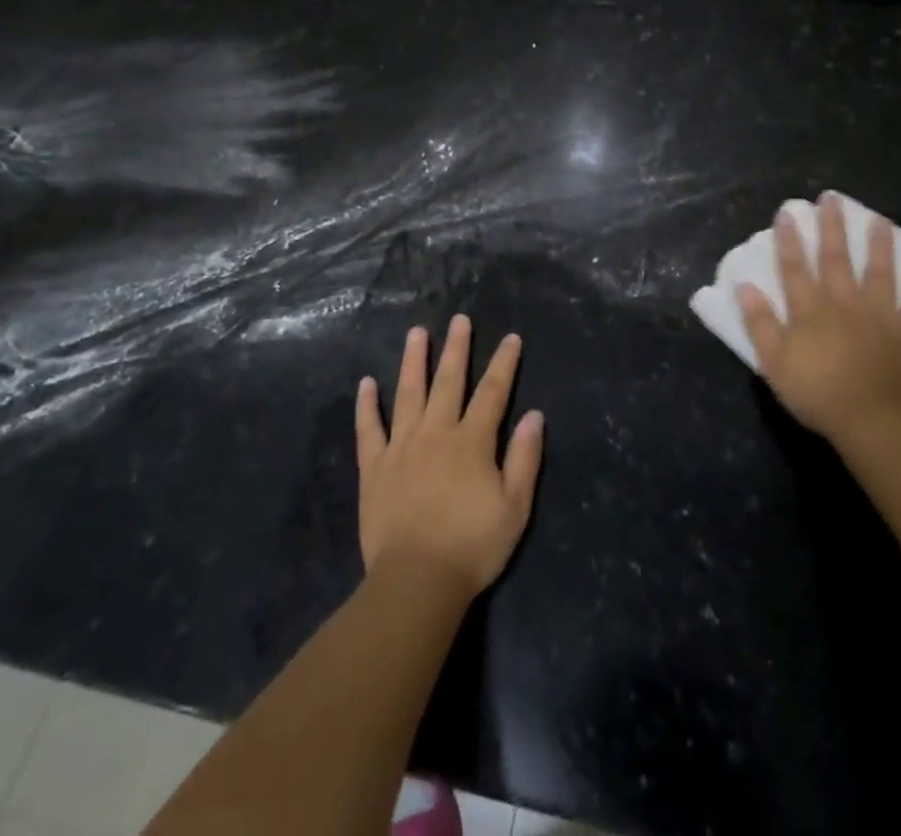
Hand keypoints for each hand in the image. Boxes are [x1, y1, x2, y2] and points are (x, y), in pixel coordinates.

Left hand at [355, 314, 545, 598]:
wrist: (416, 581)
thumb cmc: (472, 546)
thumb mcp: (515, 508)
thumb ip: (525, 458)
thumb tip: (534, 415)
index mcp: (472, 442)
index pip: (492, 392)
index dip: (503, 363)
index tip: (511, 338)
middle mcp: (436, 432)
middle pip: (448, 381)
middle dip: (456, 348)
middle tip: (459, 319)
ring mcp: (401, 446)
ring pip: (408, 393)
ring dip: (413, 360)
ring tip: (416, 333)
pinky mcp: (374, 467)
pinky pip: (368, 429)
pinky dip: (366, 405)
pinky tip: (366, 383)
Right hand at [736, 192, 900, 445]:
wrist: (874, 423)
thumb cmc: (817, 393)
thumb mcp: (773, 362)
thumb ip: (759, 322)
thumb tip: (745, 285)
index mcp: (810, 310)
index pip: (795, 267)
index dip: (789, 239)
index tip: (787, 212)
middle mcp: (845, 303)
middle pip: (837, 259)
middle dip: (832, 227)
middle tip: (832, 198)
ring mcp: (881, 317)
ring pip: (880, 273)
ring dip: (878, 244)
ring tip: (878, 218)